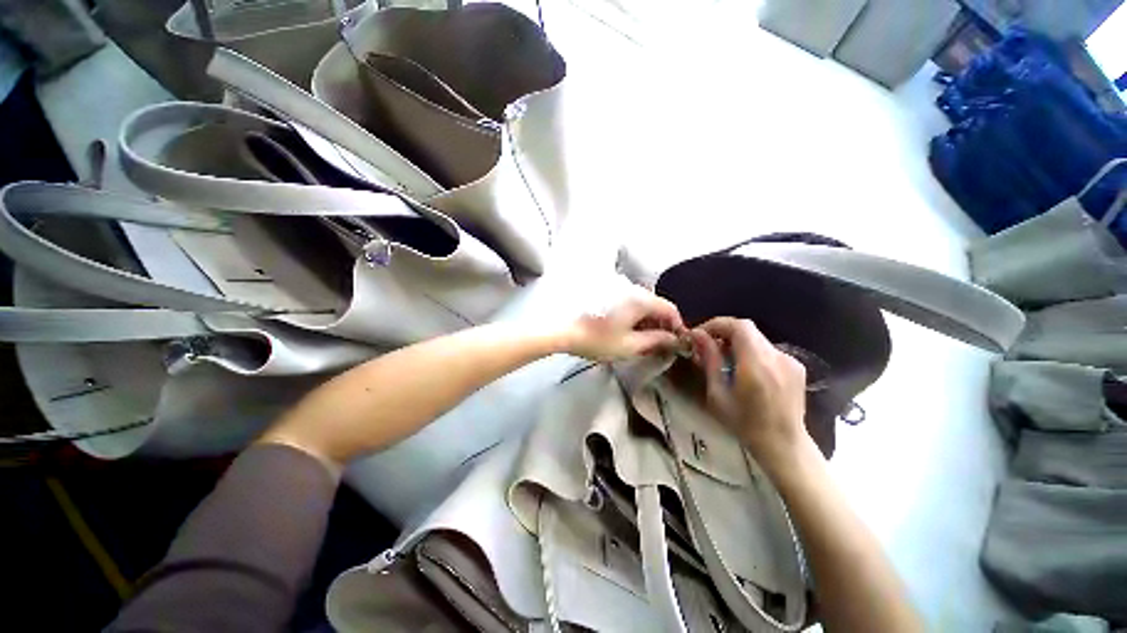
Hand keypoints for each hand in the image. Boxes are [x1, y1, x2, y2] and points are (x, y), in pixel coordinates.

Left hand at [565, 290, 684, 361]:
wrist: (562, 329)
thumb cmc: (597, 339)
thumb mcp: (629, 345)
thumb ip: (655, 341)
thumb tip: (672, 339)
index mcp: (640, 299)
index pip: (669, 308)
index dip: (677, 325)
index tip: (676, 341)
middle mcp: (631, 289)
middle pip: (655, 305)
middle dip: (661, 324)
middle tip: (659, 344)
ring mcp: (617, 289)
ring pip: (641, 304)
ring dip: (646, 321)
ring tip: (642, 341)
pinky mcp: (605, 293)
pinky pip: (627, 303)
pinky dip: (633, 317)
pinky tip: (626, 331)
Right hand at [689, 317, 812, 469]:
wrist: (784, 445)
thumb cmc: (744, 423)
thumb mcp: (717, 394)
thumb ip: (709, 360)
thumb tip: (698, 335)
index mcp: (757, 363)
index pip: (738, 326)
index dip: (717, 324)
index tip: (700, 334)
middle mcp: (777, 356)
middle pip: (748, 329)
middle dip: (724, 332)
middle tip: (708, 346)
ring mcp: (790, 360)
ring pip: (757, 339)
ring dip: (737, 343)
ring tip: (724, 359)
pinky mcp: (796, 367)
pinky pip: (768, 350)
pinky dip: (752, 352)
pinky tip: (745, 370)